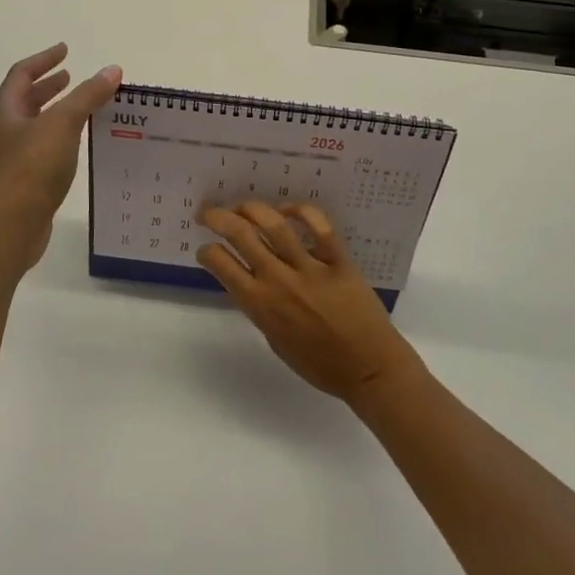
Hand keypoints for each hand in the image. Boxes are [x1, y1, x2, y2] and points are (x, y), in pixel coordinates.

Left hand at [0, 43, 121, 267]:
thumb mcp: (62, 124)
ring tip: (81, 110)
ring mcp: (12, 159)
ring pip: (35, 127)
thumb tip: (112, 69)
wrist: (9, 226)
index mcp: (6, 112)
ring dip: (56, 113)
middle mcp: (5, 132)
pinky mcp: (24, 183)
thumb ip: (87, 96)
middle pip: (25, 100)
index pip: (21, 75)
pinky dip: (61, 139)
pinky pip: (44, 150)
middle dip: (48, 87)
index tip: (65, 50)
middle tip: (71, 77)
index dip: (43, 60)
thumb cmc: (31, 169)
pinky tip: (78, 146)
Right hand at [197, 201, 422, 407]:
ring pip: (274, 224)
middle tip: (208, 212)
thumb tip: (252, 282)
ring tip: (241, 205)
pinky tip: (287, 210)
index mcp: (261, 305)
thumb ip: (261, 309)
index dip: (207, 251)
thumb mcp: (275, 341)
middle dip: (217, 217)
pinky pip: (319, 226)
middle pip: (240, 235)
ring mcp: (310, 268)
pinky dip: (300, 211)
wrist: (368, 369)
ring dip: (250, 208)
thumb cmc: (320, 365)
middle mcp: (279, 281)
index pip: (221, 264)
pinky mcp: (338, 260)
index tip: (205, 249)